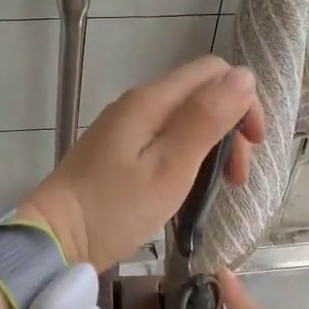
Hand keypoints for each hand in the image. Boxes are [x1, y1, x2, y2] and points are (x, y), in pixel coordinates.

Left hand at [23, 57, 264, 272]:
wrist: (55, 237)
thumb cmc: (115, 207)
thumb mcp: (170, 166)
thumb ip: (206, 119)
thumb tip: (244, 77)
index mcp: (151, 101)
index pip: (213, 72)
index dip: (243, 101)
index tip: (253, 146)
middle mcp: (138, 104)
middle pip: (200, 95)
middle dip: (229, 128)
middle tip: (237, 179)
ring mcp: (125, 128)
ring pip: (184, 119)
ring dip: (211, 146)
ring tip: (220, 188)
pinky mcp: (118, 152)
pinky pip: (164, 140)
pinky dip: (187, 157)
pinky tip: (190, 187)